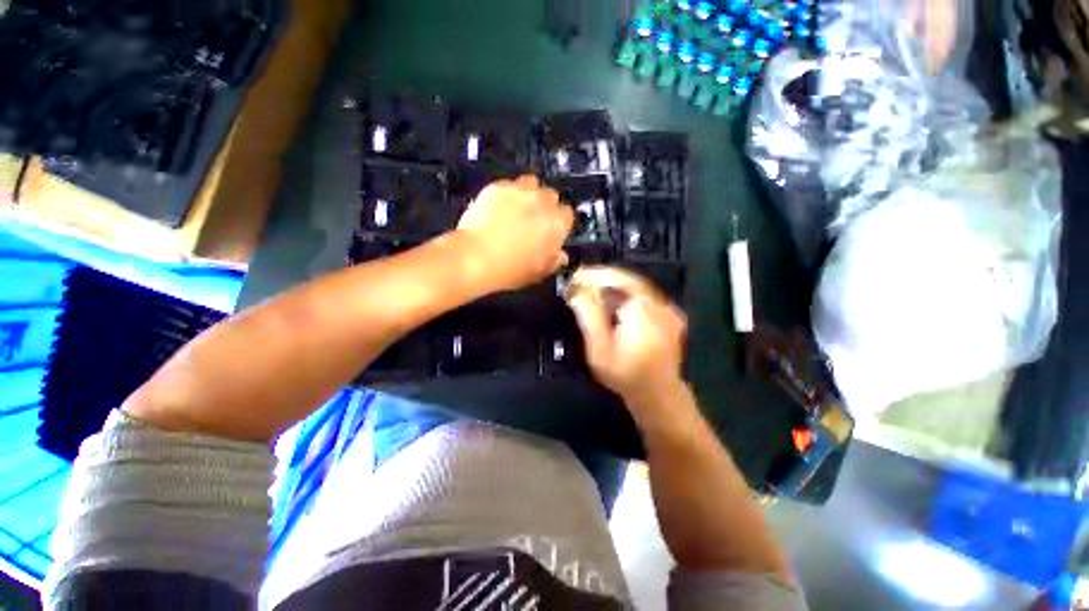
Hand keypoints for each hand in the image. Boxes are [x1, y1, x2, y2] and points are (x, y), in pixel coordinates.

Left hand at [456, 175, 573, 291]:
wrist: (475, 256)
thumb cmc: (510, 269)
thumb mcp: (538, 272)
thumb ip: (554, 261)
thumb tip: (560, 255)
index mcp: (557, 223)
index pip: (566, 214)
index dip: (557, 221)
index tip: (548, 229)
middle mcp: (542, 201)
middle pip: (550, 195)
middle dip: (543, 204)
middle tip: (530, 218)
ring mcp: (519, 190)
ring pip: (530, 182)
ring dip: (527, 191)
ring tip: (515, 206)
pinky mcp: (497, 186)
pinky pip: (507, 184)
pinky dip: (504, 192)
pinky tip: (496, 205)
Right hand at [566, 267, 687, 409]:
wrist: (658, 394)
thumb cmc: (626, 375)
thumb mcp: (600, 350)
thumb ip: (589, 317)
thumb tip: (576, 292)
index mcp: (640, 306)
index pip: (614, 278)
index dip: (592, 275)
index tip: (574, 277)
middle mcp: (658, 302)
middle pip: (628, 280)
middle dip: (603, 279)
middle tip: (580, 282)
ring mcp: (668, 309)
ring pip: (638, 288)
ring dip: (616, 287)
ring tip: (594, 291)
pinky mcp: (672, 317)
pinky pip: (648, 298)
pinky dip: (631, 296)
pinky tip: (617, 304)